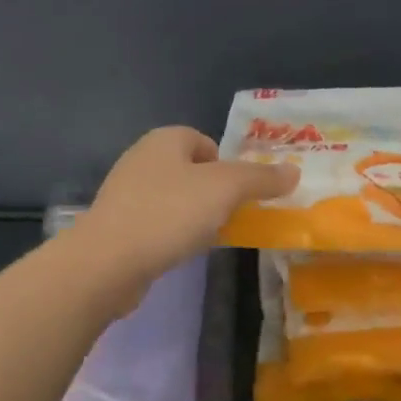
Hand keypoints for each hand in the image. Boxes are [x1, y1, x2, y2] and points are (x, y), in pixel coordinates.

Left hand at [75, 127, 297, 285]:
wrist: (107, 262)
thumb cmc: (169, 213)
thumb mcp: (225, 190)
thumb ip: (261, 178)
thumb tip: (294, 171)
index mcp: (165, 139)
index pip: (205, 142)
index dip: (226, 165)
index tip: (238, 195)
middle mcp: (141, 157)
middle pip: (190, 170)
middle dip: (212, 192)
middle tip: (228, 216)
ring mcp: (125, 192)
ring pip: (173, 197)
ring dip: (192, 215)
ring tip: (205, 237)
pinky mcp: (116, 224)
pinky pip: (156, 221)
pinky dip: (171, 233)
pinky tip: (178, 252)